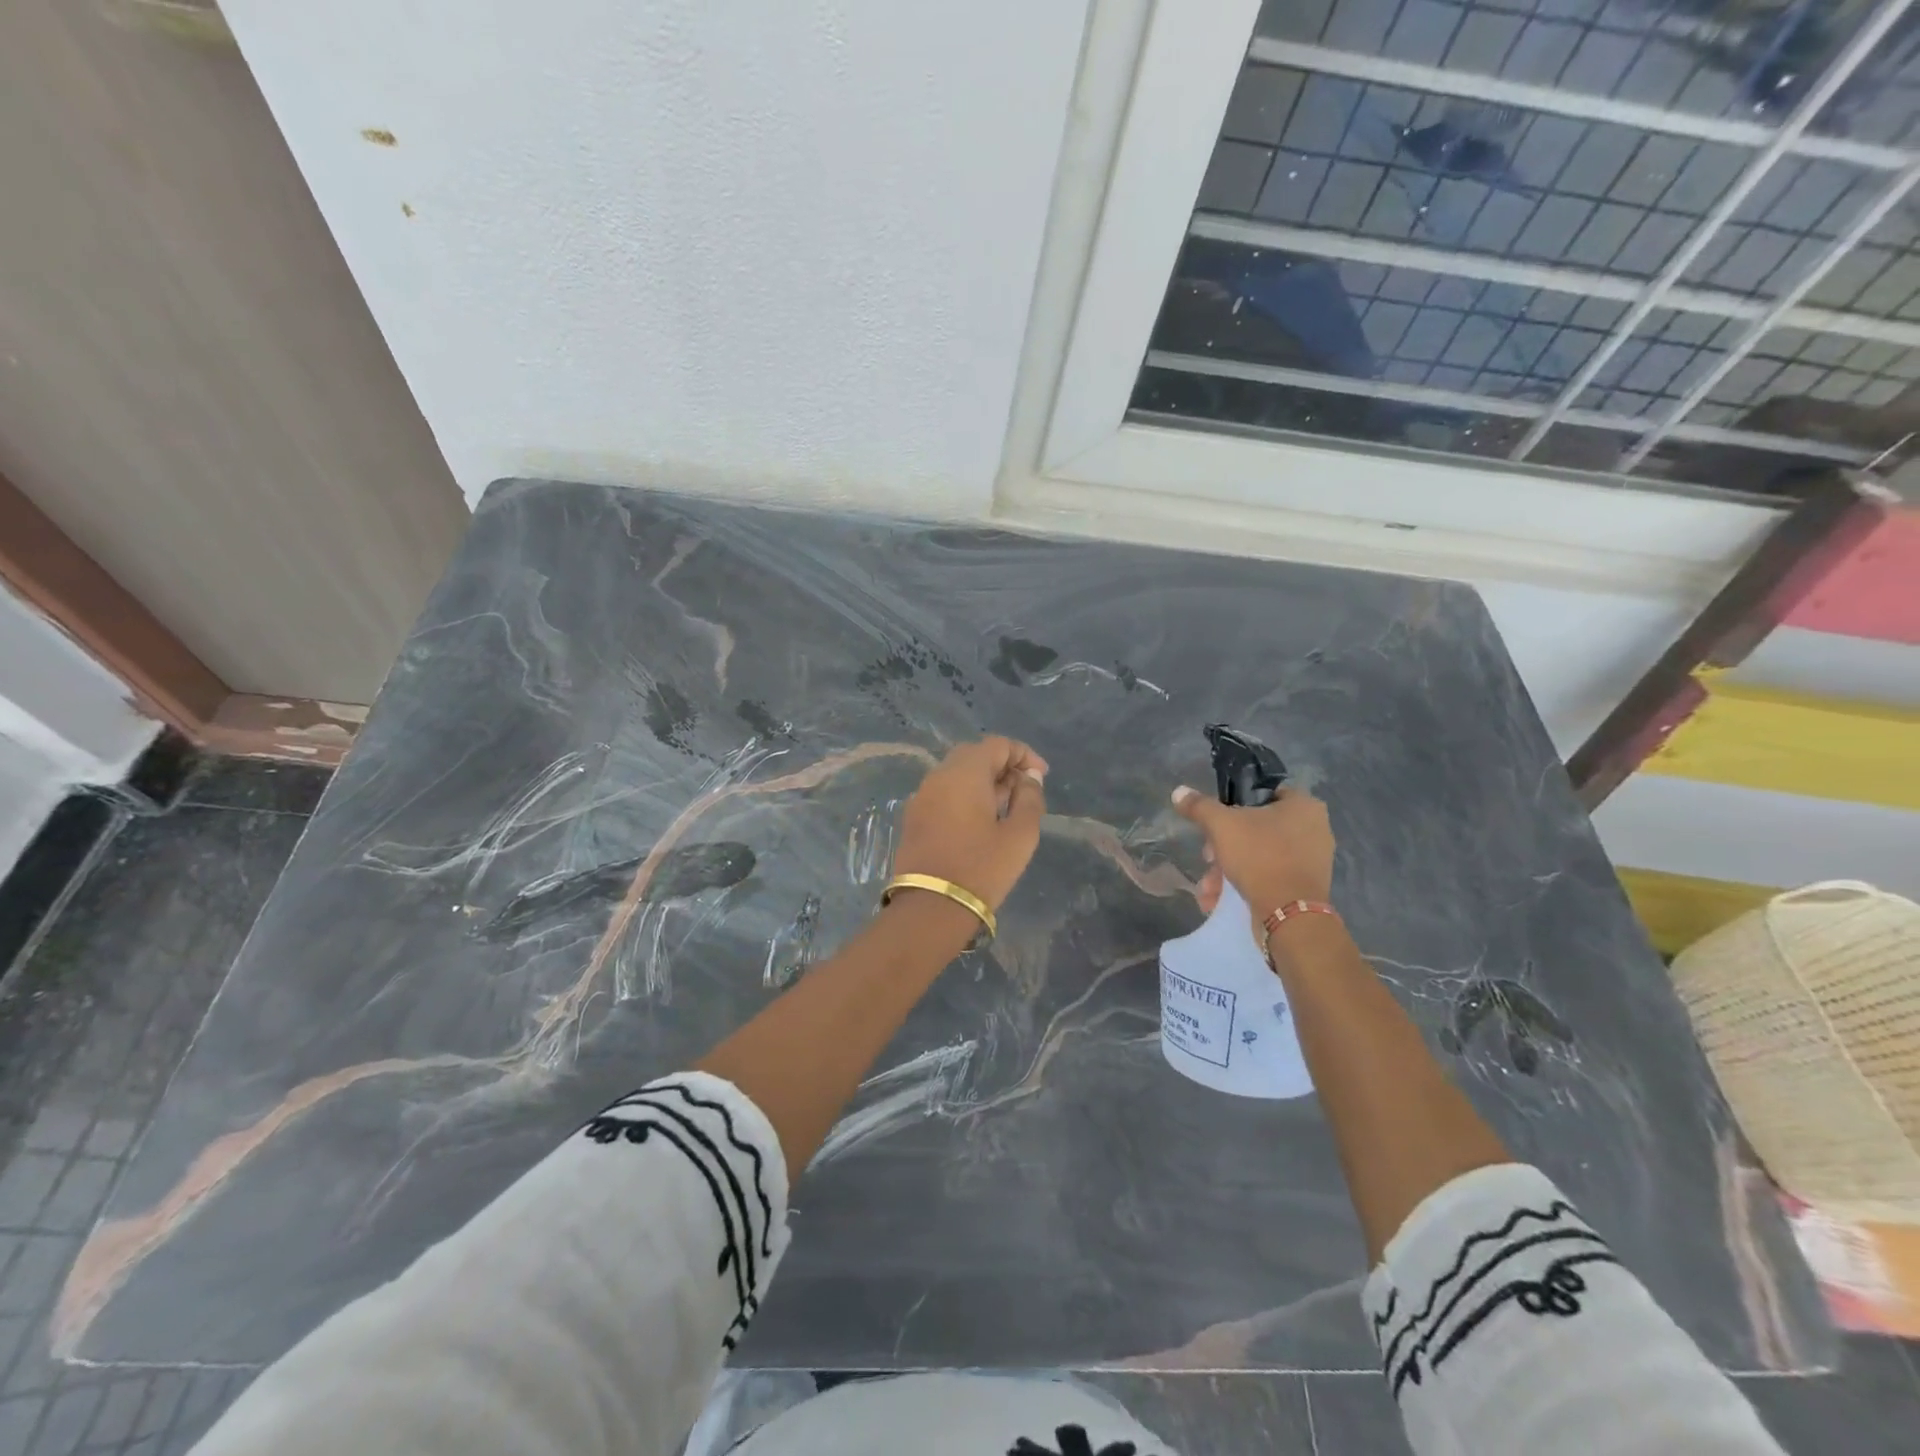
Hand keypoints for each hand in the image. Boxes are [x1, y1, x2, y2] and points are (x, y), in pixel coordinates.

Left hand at [893, 736, 1047, 911]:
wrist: (931, 907)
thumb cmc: (982, 868)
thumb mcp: (1020, 835)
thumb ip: (1030, 799)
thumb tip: (1028, 779)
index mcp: (964, 773)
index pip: (997, 744)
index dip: (1023, 754)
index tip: (1041, 777)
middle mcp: (938, 776)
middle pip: (974, 755)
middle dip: (1002, 766)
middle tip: (1023, 790)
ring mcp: (921, 796)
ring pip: (955, 773)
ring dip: (982, 781)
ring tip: (1005, 808)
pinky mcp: (913, 817)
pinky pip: (943, 792)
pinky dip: (964, 795)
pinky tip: (979, 821)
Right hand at [1173, 784, 1334, 931]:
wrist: (1289, 915)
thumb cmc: (1260, 856)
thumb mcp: (1222, 825)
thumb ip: (1199, 806)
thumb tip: (1179, 792)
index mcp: (1304, 806)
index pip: (1263, 794)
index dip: (1233, 806)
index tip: (1214, 824)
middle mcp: (1314, 829)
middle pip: (1255, 829)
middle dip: (1224, 848)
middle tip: (1208, 859)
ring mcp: (1312, 861)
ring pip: (1259, 856)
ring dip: (1228, 871)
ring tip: (1209, 889)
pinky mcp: (1305, 888)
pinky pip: (1269, 877)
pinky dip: (1245, 885)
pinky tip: (1219, 901)